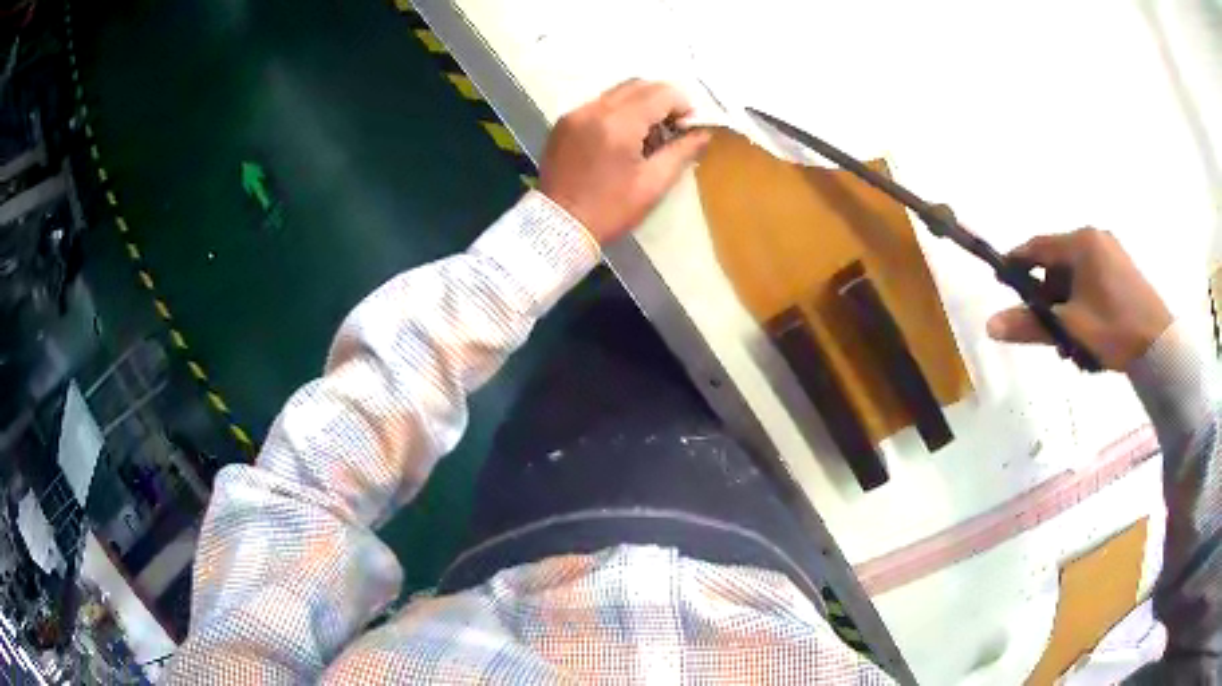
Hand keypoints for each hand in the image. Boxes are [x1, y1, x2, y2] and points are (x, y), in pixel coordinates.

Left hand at [539, 80, 712, 243]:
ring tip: (646, 135)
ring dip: (640, 104)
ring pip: (618, 92)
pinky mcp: (564, 122)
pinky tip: (621, 139)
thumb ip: (681, 151)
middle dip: (662, 101)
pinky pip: (598, 104)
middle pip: (638, 85)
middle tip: (671, 128)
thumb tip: (704, 132)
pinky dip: (617, 112)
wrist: (558, 226)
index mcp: (618, 124)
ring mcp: (575, 113)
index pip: (661, 93)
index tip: (687, 126)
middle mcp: (594, 109)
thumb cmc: (610, 210)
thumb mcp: (653, 184)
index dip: (682, 105)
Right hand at [986, 228, 1171, 370]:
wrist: (1159, 346)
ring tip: (1071, 341)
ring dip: (1067, 306)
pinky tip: (1089, 333)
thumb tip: (990, 324)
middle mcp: (1095, 239)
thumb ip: (1031, 324)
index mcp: (1081, 243)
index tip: (1002, 280)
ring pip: (1077, 277)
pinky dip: (1084, 304)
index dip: (1018, 262)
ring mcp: (1112, 253)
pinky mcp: (1124, 271)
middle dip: (1049, 297)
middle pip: (1059, 264)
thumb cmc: (1114, 328)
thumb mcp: (1070, 328)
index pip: (1039, 246)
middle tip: (1046, 329)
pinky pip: (1093, 281)